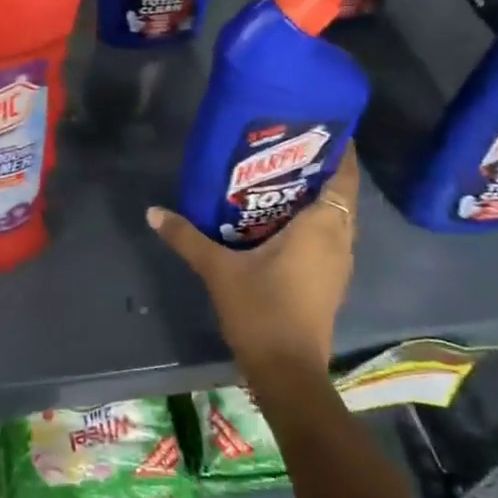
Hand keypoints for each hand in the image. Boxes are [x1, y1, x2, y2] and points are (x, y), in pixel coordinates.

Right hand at [146, 145, 358, 377]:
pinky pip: (327, 236)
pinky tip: (277, 219)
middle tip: (283, 146)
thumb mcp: (218, 269)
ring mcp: (337, 263)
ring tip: (277, 176)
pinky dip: (311, 220)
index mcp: (322, 227)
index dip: (340, 150)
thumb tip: (153, 211)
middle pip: (339, 193)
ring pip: (335, 217)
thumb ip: (187, 237)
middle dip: (319, 169)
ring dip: (315, 196)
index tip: (319, 126)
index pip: (343, 177)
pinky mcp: (329, 281)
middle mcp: (339, 240)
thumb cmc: (261, 310)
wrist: (287, 371)